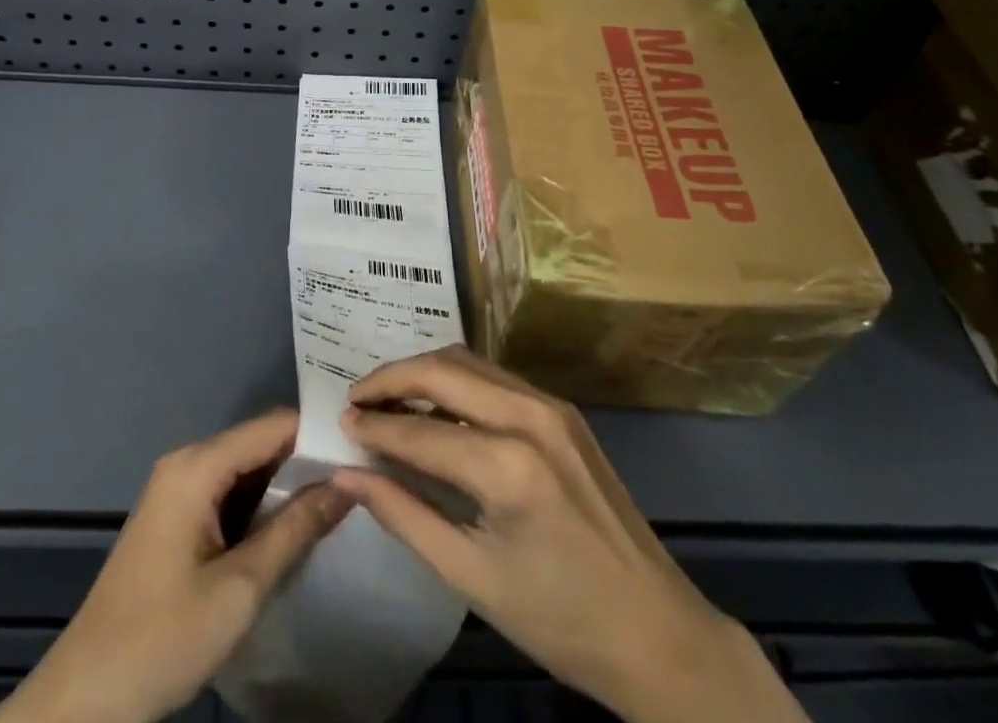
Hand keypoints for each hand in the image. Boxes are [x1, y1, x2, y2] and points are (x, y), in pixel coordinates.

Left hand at [0, 410, 351, 722]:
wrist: (84, 701)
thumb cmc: (163, 639)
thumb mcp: (241, 587)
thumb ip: (296, 528)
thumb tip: (349, 484)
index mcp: (198, 465)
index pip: (274, 425)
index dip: (319, 435)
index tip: (362, 452)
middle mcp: (187, 463)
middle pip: (260, 444)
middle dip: (306, 462)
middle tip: (357, 482)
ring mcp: (178, 489)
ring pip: (247, 470)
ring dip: (285, 488)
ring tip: (337, 503)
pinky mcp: (175, 517)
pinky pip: (228, 493)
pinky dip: (260, 507)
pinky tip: (290, 530)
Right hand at [332, 347, 805, 722]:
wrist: (659, 633)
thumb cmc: (559, 620)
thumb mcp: (471, 577)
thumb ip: (403, 515)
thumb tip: (348, 474)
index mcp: (508, 466)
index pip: (420, 432)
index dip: (373, 427)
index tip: (338, 423)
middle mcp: (530, 415)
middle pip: (443, 371)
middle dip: (392, 379)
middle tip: (356, 399)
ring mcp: (552, 407)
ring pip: (469, 364)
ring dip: (424, 374)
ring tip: (388, 400)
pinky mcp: (564, 411)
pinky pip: (496, 379)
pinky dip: (457, 384)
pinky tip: (437, 407)